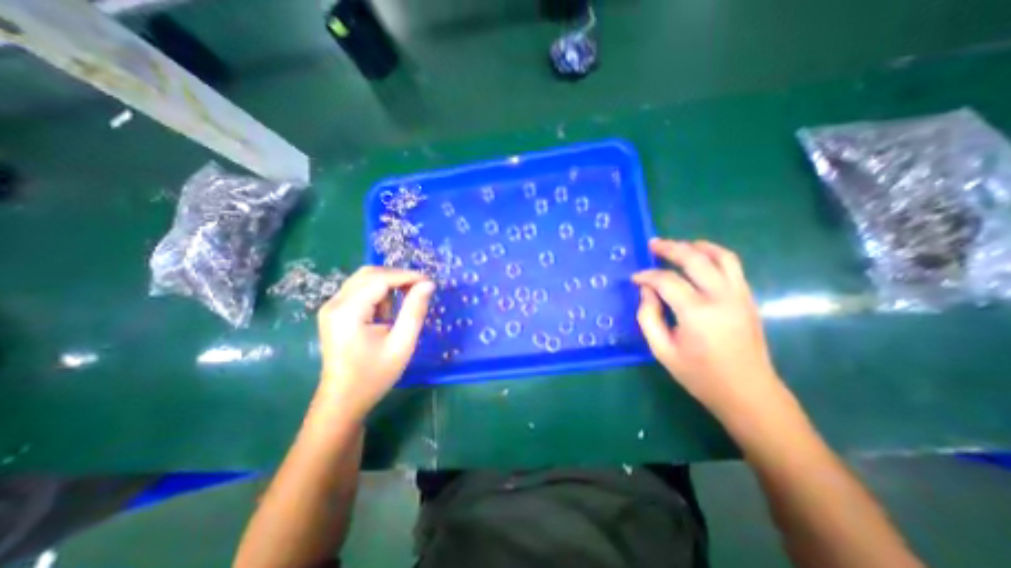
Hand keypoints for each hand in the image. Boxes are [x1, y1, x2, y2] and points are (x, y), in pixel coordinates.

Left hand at [314, 267, 433, 421]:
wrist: (344, 399)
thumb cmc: (375, 375)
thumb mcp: (402, 343)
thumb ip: (415, 310)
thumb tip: (428, 284)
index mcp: (348, 311)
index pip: (380, 279)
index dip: (407, 276)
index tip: (429, 282)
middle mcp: (335, 303)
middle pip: (369, 274)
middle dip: (397, 277)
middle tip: (420, 289)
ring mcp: (332, 306)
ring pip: (365, 280)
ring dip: (388, 286)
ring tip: (403, 306)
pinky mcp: (335, 312)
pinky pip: (360, 291)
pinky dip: (379, 294)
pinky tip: (387, 313)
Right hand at [634, 238, 784, 419]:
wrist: (748, 392)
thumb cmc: (700, 375)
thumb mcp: (662, 350)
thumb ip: (648, 317)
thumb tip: (646, 291)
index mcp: (697, 313)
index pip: (667, 281)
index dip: (647, 276)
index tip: (634, 278)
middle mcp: (721, 297)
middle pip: (695, 259)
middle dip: (670, 248)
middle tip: (652, 245)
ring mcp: (739, 295)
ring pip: (720, 256)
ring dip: (697, 246)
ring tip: (679, 245)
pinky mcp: (747, 298)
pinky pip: (732, 266)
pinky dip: (713, 255)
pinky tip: (700, 259)